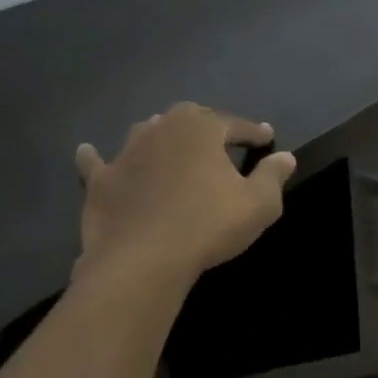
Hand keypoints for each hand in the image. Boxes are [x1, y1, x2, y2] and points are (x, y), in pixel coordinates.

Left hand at [73, 103, 295, 284]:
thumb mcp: (259, 205)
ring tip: (172, 146)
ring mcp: (125, 153)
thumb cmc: (209, 226)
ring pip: (146, 133)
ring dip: (161, 137)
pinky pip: (98, 163)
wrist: (144, 259)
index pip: (234, 124)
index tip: (266, 137)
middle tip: (220, 139)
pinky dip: (98, 158)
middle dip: (207, 125)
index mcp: (201, 129)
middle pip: (188, 118)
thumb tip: (286, 157)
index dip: (253, 132)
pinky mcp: (101, 181)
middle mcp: (161, 129)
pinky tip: (91, 153)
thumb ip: (273, 176)